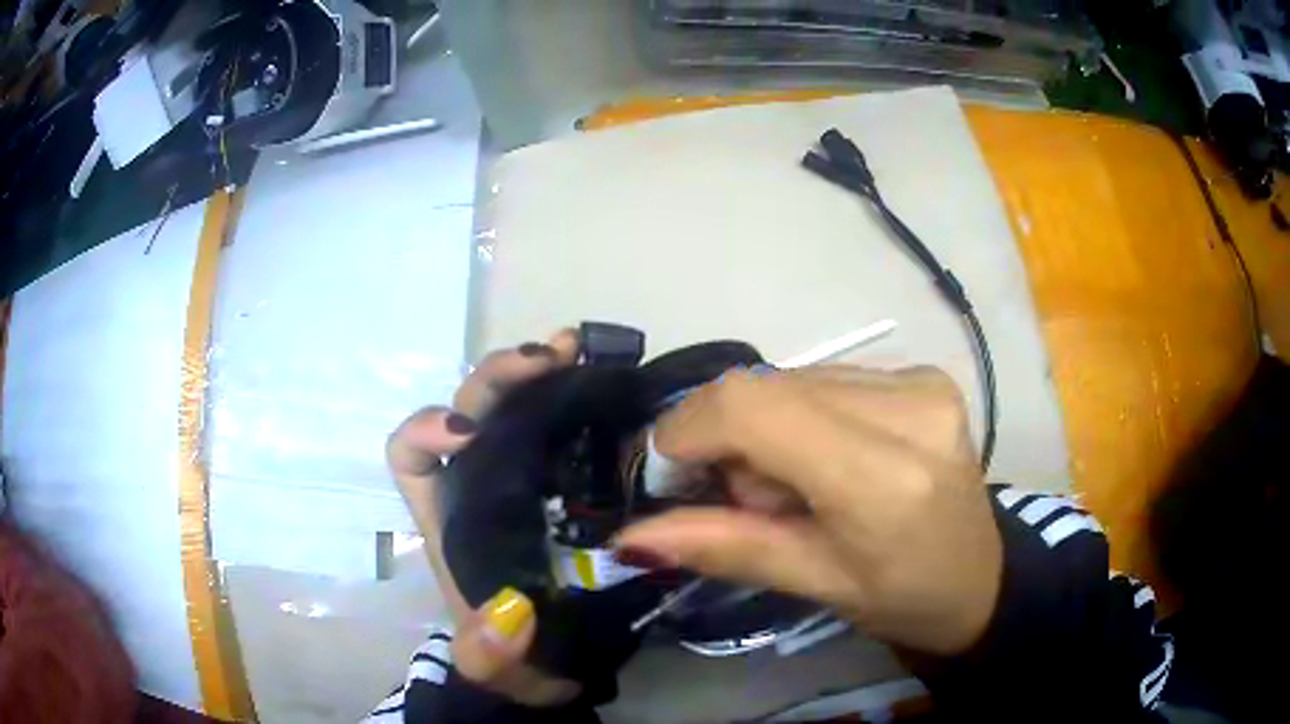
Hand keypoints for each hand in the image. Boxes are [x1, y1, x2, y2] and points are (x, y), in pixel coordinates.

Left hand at [386, 330, 581, 705]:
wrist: (563, 666)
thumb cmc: (517, 660)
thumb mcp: (496, 665)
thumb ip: (488, 654)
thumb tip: (507, 615)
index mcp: (448, 519)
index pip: (409, 454)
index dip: (425, 430)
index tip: (467, 435)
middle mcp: (478, 486)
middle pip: (468, 411)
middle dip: (495, 379)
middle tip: (546, 360)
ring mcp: (527, 478)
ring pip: (515, 407)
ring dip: (538, 369)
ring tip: (576, 349)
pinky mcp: (571, 481)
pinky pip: (566, 425)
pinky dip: (578, 394)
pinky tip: (607, 378)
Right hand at [613, 366, 1002, 655]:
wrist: (980, 577)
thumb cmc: (901, 599)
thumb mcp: (814, 583)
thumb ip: (725, 548)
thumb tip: (630, 536)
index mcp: (884, 478)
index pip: (756, 408)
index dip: (691, 427)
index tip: (673, 472)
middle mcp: (908, 407)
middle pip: (768, 387)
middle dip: (733, 441)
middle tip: (755, 500)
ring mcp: (921, 381)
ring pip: (793, 379)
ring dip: (771, 430)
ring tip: (802, 486)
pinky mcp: (923, 373)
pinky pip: (827, 379)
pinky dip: (805, 417)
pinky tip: (833, 459)